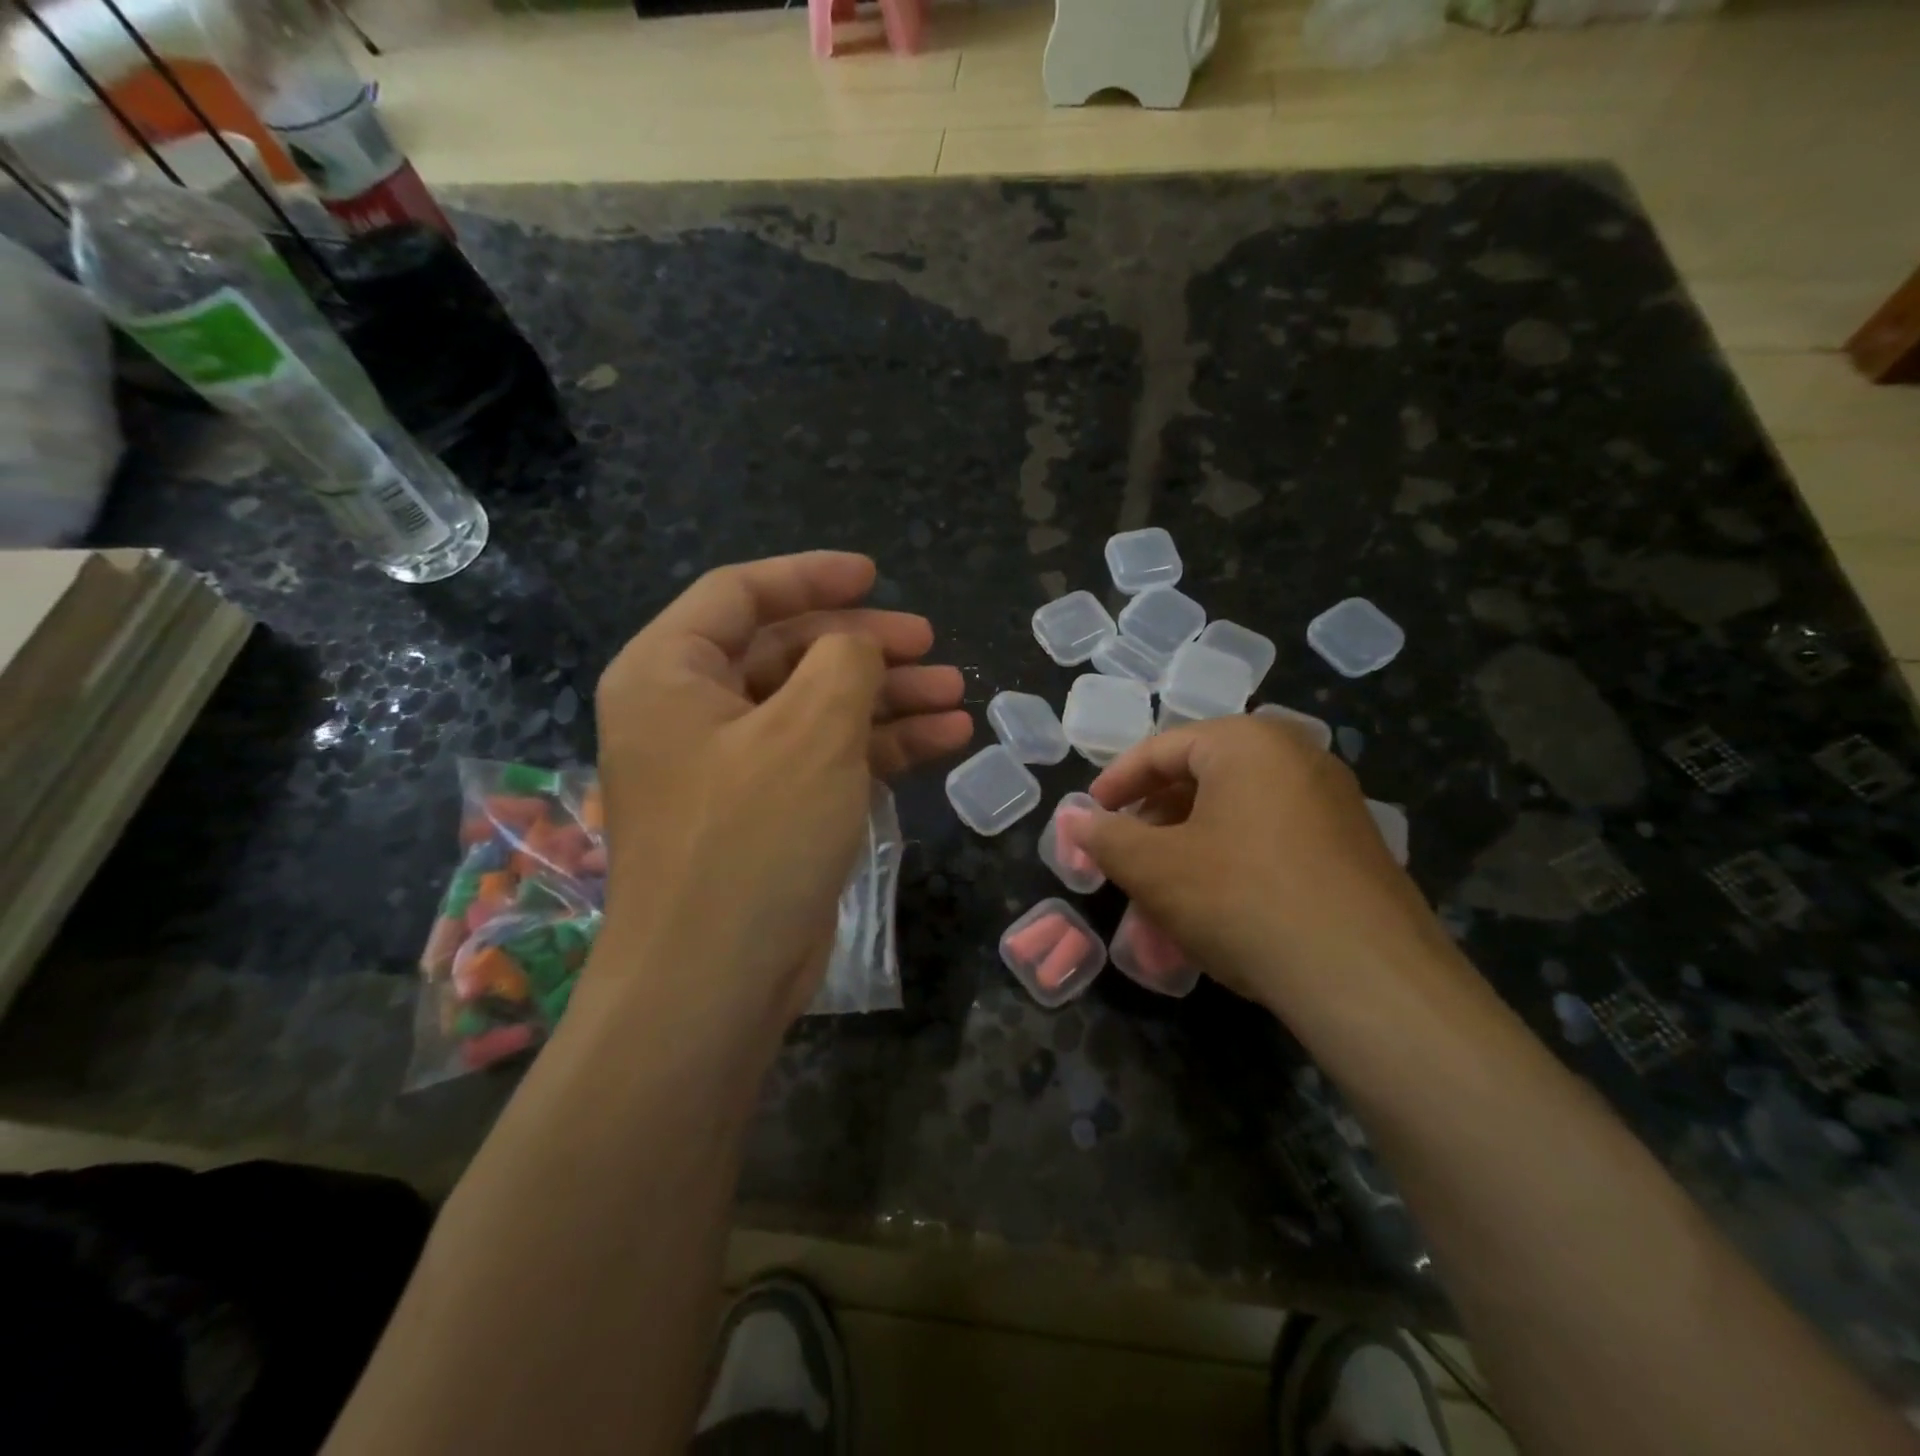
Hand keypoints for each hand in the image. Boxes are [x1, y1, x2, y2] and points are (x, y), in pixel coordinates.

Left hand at [588, 552, 971, 1031]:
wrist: (714, 983)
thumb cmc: (752, 838)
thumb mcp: (810, 730)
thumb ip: (845, 661)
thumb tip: (859, 646)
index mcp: (671, 674)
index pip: (741, 595)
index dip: (811, 577)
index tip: (875, 574)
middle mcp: (692, 712)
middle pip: (787, 652)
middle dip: (864, 645)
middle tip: (930, 644)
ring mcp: (732, 766)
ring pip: (815, 707)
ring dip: (885, 697)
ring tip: (955, 693)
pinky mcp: (767, 812)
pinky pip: (825, 757)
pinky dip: (879, 746)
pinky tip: (944, 738)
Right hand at [1081, 715, 1448, 1014]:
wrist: (1367, 979)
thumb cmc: (1242, 898)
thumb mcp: (1155, 868)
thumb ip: (1106, 837)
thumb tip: (1074, 819)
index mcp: (1247, 742)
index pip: (1162, 748)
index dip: (1115, 782)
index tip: (1089, 816)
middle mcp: (1296, 757)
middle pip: (1201, 778)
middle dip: (1153, 821)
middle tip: (1124, 857)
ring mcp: (1332, 802)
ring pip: (1235, 815)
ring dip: (1188, 850)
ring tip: (1160, 895)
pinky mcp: (1353, 848)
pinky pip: (1271, 841)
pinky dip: (1230, 864)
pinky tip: (1213, 911)